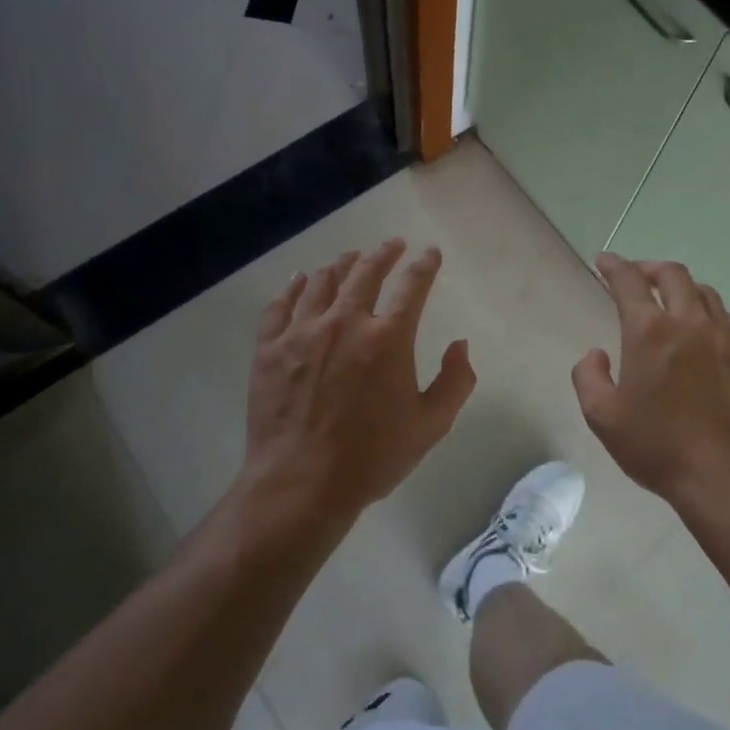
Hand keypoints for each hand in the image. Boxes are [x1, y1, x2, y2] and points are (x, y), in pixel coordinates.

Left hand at [241, 239, 475, 522]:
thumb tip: (460, 345)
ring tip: (350, 258)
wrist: (301, 484)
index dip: (424, 264)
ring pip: (322, 282)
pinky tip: (299, 279)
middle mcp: (345, 322)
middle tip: (392, 245)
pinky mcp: (269, 349)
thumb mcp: (431, 425)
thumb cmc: (372, 457)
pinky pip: (280, 305)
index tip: (430, 253)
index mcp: (388, 338)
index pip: (412, 286)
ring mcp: (302, 332)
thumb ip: (455, 381)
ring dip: (341, 264)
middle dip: (383, 253)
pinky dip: (293, 287)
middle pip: (365, 272)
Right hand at [572, 254, 729, 515]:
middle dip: (650, 268)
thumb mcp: (603, 417)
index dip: (613, 266)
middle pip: (673, 275)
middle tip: (637, 277)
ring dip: (683, 288)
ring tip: (671, 301)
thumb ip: (589, 376)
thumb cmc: (658, 447)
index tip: (603, 261)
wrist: (726, 478)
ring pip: (705, 293)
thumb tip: (596, 354)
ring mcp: (726, 337)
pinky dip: (712, 314)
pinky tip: (707, 330)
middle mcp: (690, 323)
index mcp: (650, 332)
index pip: (629, 281)